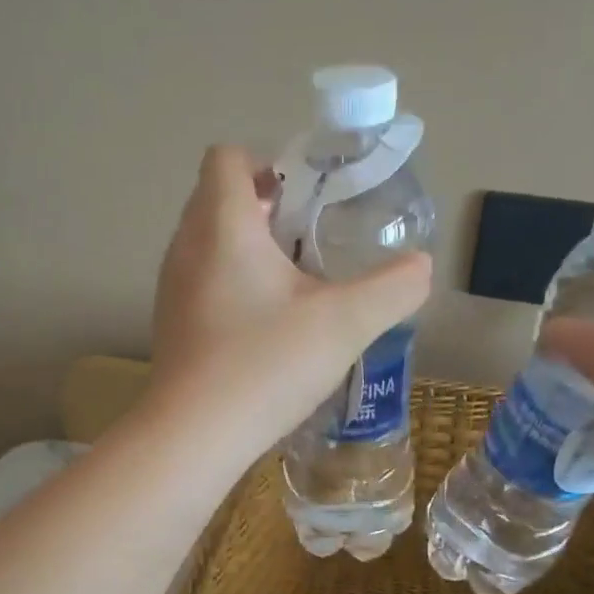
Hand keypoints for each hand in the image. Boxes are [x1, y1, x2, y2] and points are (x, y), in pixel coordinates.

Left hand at [151, 145, 431, 452]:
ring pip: (211, 244)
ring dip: (252, 252)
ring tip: (297, 288)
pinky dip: (234, 288)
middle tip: (313, 244)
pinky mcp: (172, 326)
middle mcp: (186, 246)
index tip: (309, 200)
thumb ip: (393, 288)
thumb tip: (422, 267)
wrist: (194, 437)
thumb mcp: (345, 324)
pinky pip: (204, 283)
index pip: (228, 157)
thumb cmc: (266, 365)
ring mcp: (172, 289)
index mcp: (222, 224)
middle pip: (220, 198)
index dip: (270, 164)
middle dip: (269, 210)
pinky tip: (267, 330)